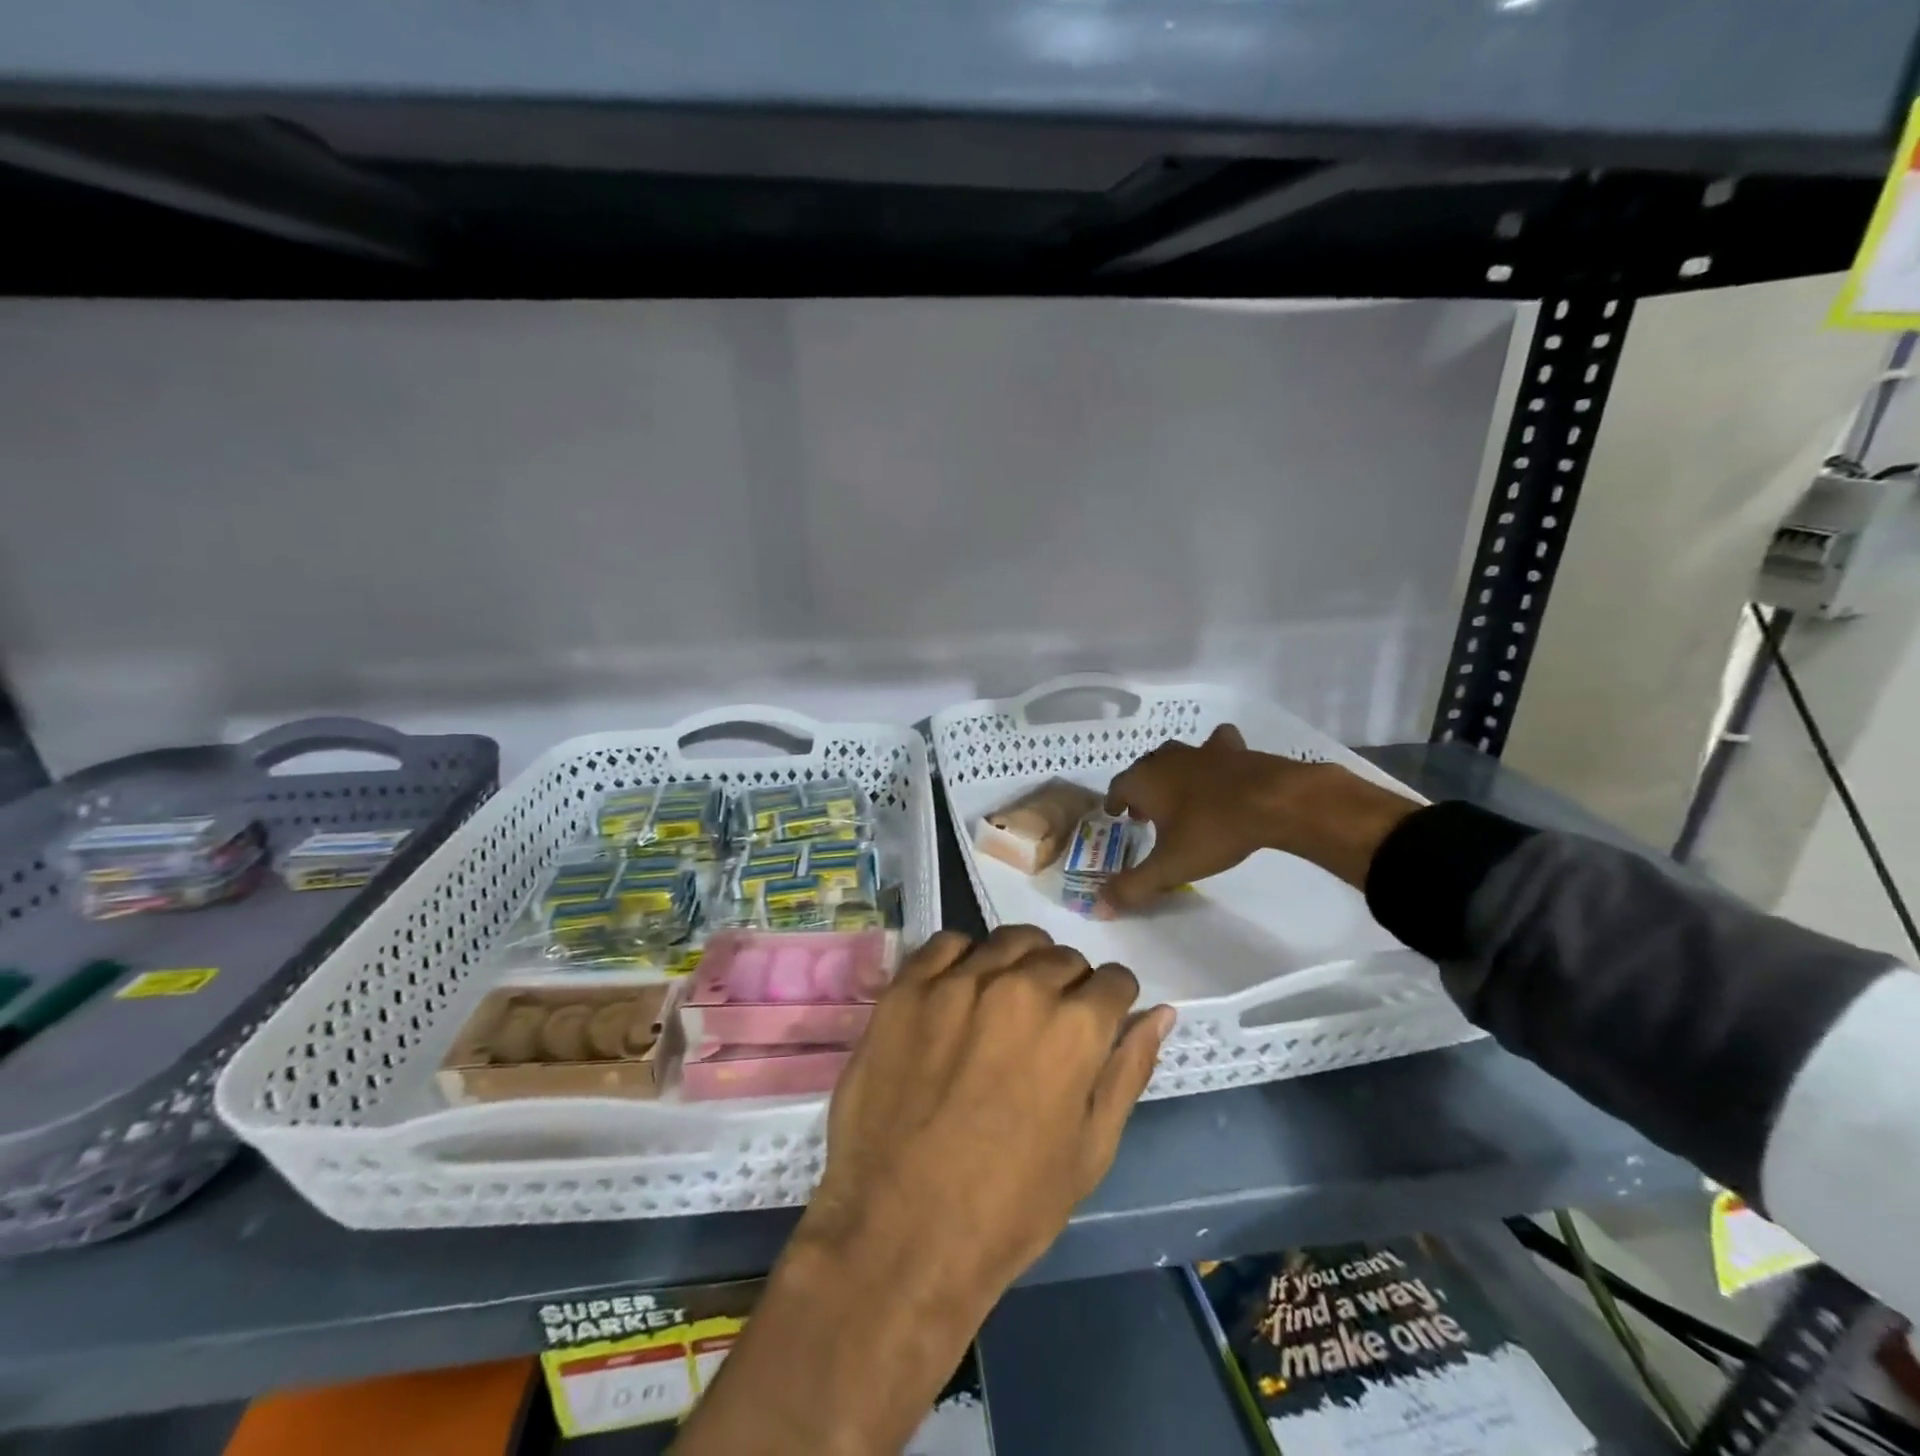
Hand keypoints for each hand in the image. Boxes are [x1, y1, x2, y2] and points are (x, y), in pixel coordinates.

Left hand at [798, 926, 1172, 1303]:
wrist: (899, 1233)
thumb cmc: (1008, 1207)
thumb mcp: (1090, 1151)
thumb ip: (1128, 1071)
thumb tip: (1161, 1014)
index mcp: (1075, 1027)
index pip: (1114, 980)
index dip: (1112, 1002)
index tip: (1098, 1021)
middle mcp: (1021, 987)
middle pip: (1062, 956)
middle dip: (1068, 984)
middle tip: (1048, 1023)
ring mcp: (958, 981)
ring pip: (1008, 941)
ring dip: (1020, 963)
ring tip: (1006, 1000)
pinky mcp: (908, 987)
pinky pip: (947, 944)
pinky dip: (963, 959)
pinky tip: (958, 992)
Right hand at [1099, 724, 1419, 910]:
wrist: (1272, 801)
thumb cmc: (1211, 831)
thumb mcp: (1169, 866)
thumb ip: (1133, 887)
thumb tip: (1100, 907)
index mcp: (1144, 780)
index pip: (1118, 786)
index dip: (1115, 802)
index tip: (1116, 815)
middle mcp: (1167, 759)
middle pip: (1145, 769)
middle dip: (1142, 789)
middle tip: (1146, 813)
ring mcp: (1201, 750)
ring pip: (1177, 756)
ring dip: (1173, 773)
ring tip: (1180, 795)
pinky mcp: (1234, 750)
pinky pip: (1217, 746)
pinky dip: (1214, 757)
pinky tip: (1221, 770)